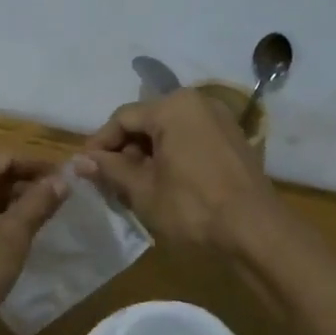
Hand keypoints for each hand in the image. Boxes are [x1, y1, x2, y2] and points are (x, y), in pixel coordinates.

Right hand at [76, 88, 281, 253]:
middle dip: (124, 150)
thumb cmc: (193, 207)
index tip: (84, 170)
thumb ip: (110, 170)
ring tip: (131, 185)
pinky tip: (162, 183)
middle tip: (107, 180)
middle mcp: (197, 102)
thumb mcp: (143, 190)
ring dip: (146, 155)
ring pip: (169, 131)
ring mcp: (219, 119)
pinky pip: (190, 139)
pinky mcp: (232, 139)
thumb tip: (79, 162)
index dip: (99, 144)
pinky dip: (171, 156)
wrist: (256, 231)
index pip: (122, 118)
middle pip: (147, 121)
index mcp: (173, 106)